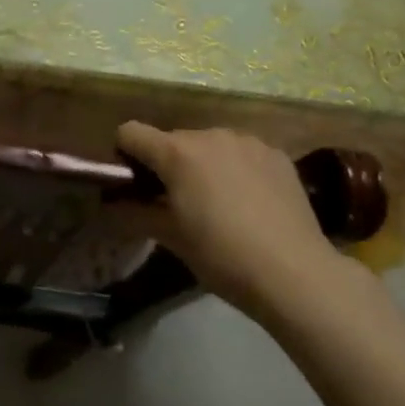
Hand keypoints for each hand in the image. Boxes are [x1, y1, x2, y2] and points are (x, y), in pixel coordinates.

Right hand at [117, 122, 345, 315]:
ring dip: (204, 165)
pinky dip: (237, 169)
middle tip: (178, 204)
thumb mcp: (171, 239)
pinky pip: (243, 154)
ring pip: (210, 145)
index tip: (133, 184)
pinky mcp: (277, 154)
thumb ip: (134, 215)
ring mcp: (248, 141)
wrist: (295, 273)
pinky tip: (251, 203)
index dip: (125, 155)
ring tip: (219, 205)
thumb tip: (109, 205)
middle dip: (169, 165)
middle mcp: (210, 135)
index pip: (131, 132)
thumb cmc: (222, 257)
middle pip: (173, 141)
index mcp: (177, 152)